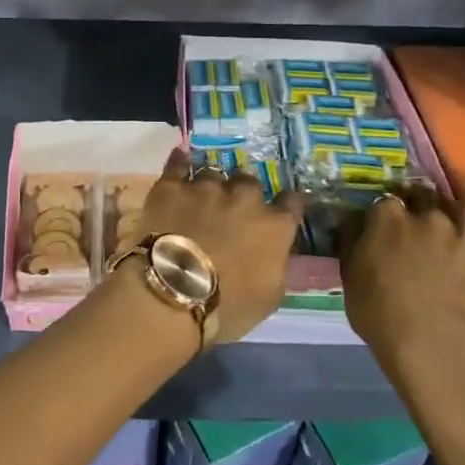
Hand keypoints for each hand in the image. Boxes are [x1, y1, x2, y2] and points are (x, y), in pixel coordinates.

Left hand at [134, 149, 303, 343]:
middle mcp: (244, 198)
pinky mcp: (172, 186)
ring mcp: (206, 188)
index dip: (287, 203)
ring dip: (213, 183)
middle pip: (250, 183)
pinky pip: (178, 164)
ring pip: (214, 172)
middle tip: (234, 208)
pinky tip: (181, 159)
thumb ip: (276, 264)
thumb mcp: (269, 296)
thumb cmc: (228, 305)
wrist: (174, 289)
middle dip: (244, 193)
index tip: (283, 207)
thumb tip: (273, 252)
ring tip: (204, 193)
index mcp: (274, 226)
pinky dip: (181, 162)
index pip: (291, 202)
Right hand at [341, 163, 464, 368]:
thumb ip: (350, 243)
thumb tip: (348, 217)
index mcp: (388, 221)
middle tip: (423, 197)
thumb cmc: (380, 315)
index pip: (385, 202)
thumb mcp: (350, 277)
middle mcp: (428, 217)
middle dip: (423, 193)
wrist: (429, 342)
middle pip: (426, 195)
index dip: (385, 208)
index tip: (384, 216)